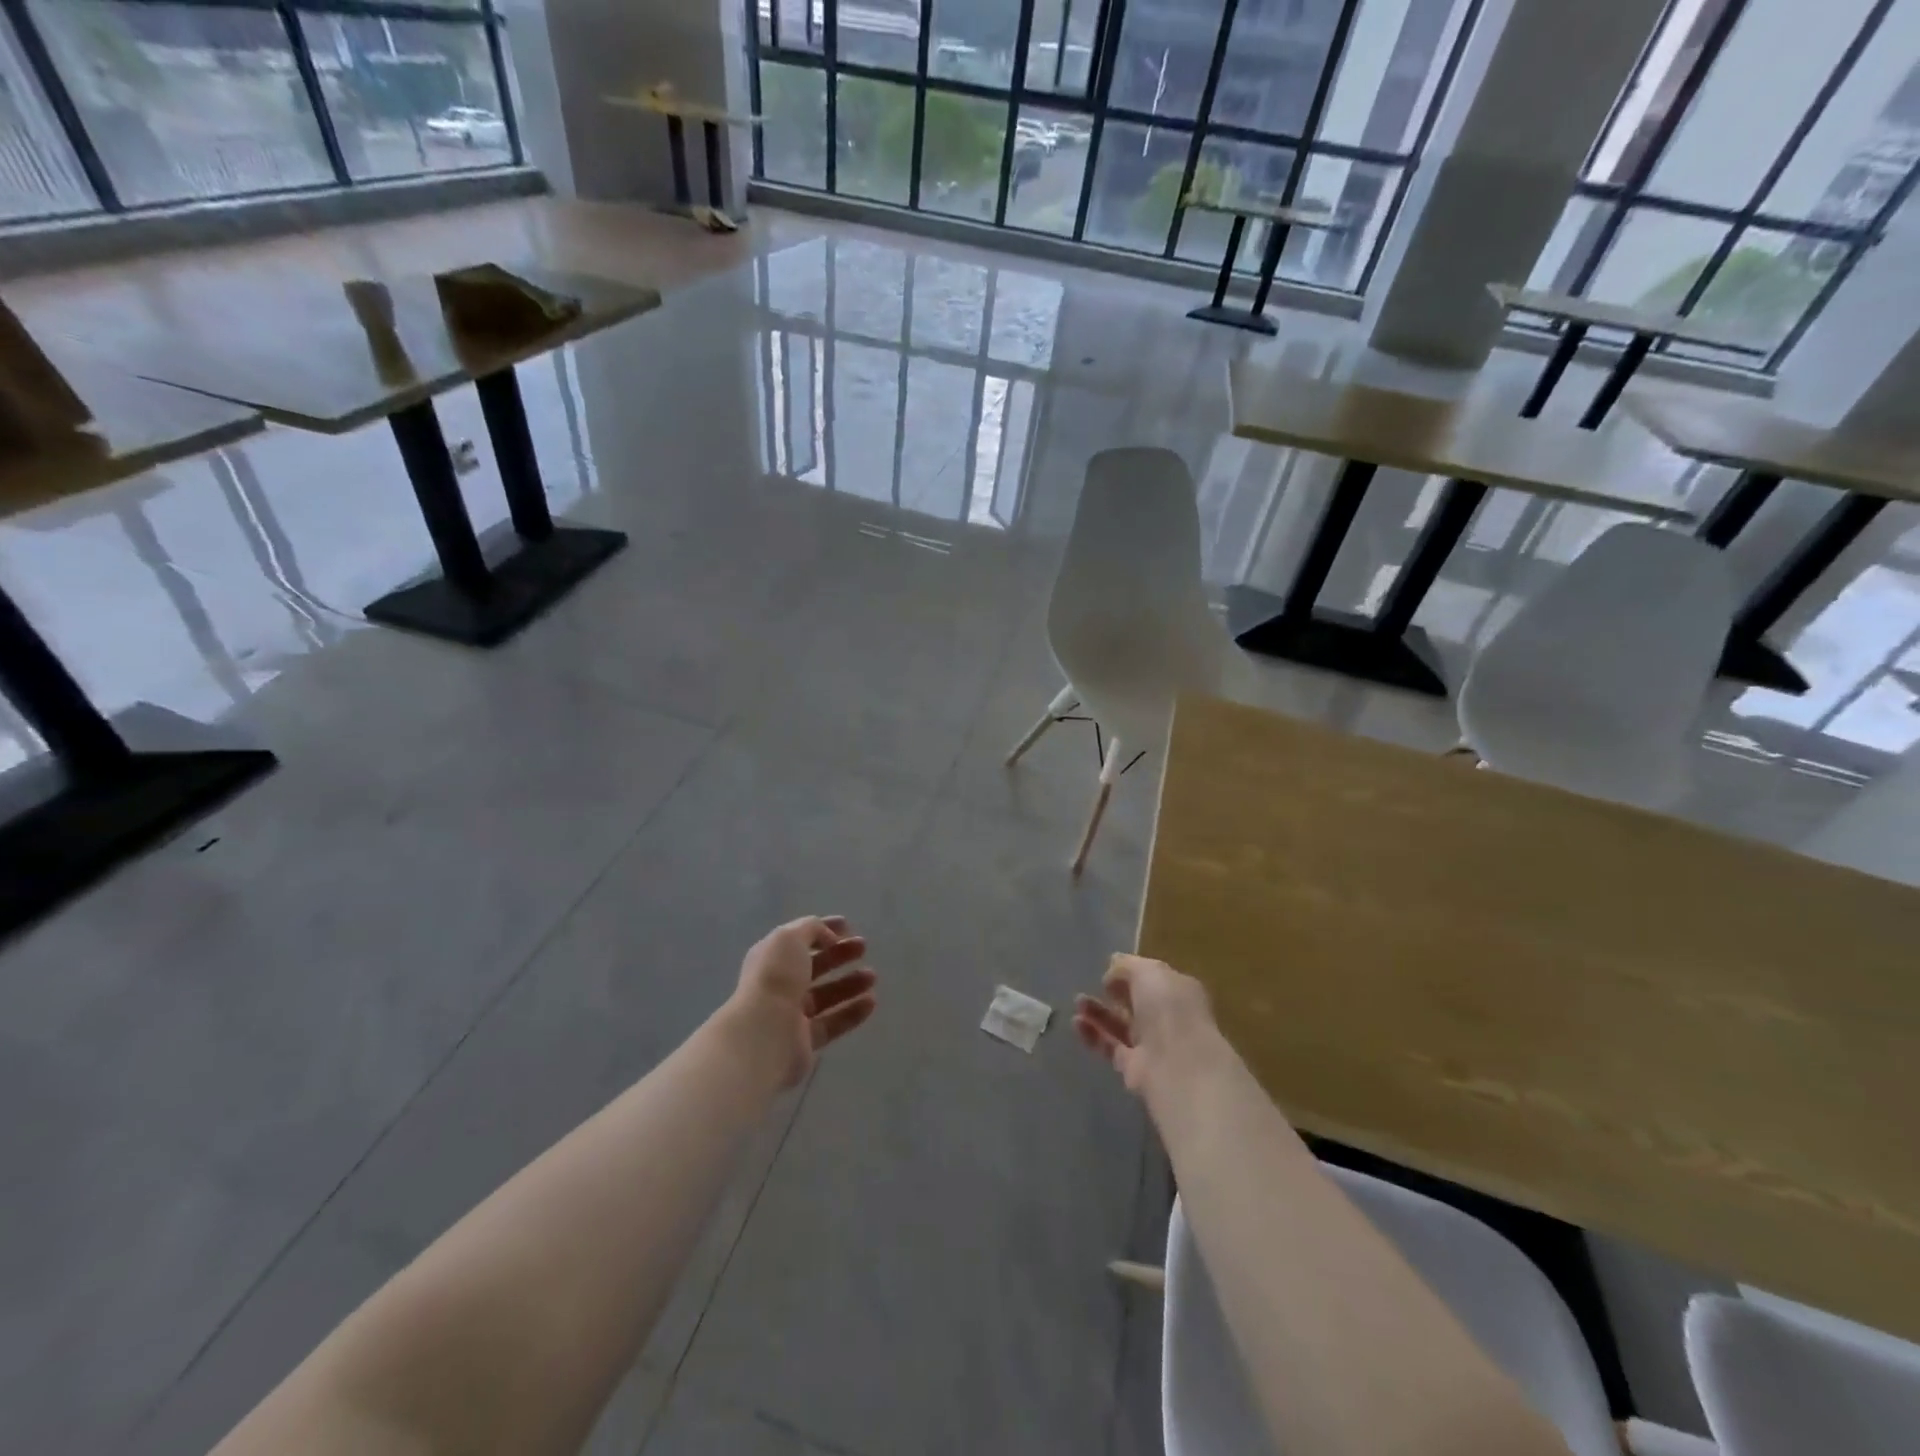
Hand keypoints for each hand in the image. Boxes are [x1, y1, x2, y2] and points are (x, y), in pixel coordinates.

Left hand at [726, 916, 877, 1089]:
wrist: (764, 1034)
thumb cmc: (775, 978)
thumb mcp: (789, 938)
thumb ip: (811, 929)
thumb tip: (829, 938)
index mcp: (771, 957)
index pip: (800, 938)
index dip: (823, 929)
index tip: (849, 925)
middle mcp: (779, 984)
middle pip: (814, 966)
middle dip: (839, 954)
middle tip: (863, 947)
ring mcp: (792, 1014)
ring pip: (826, 995)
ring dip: (850, 983)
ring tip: (872, 976)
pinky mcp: (805, 1041)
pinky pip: (833, 1022)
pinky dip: (852, 1012)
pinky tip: (871, 1002)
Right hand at [1074, 954, 1223, 1098]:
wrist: (1176, 1064)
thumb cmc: (1168, 1008)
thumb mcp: (1148, 972)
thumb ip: (1126, 967)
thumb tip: (1111, 975)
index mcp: (1179, 992)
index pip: (1153, 979)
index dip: (1132, 973)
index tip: (1110, 970)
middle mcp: (1167, 1018)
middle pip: (1136, 1003)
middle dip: (1113, 993)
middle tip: (1095, 985)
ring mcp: (1151, 1044)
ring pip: (1120, 1025)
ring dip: (1098, 1012)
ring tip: (1078, 1002)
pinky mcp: (1133, 1068)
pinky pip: (1109, 1046)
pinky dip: (1093, 1034)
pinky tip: (1077, 1022)